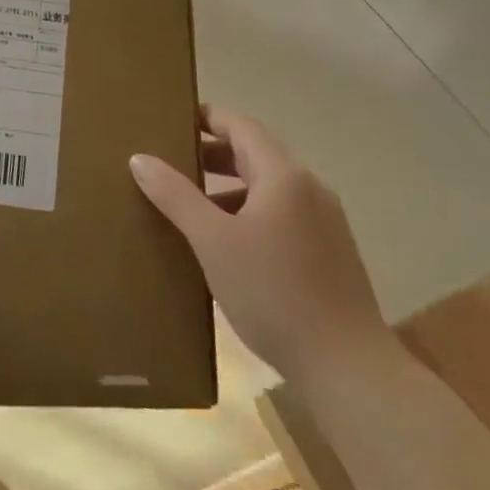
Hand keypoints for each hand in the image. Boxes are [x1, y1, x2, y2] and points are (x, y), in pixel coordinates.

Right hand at [131, 105, 392, 381]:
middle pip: (254, 154)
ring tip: (189, 207)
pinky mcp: (330, 254)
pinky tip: (226, 246)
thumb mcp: (212, 241)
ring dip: (228, 188)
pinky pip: (281, 215)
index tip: (171, 122)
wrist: (349, 370)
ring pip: (268, 188)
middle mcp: (309, 189)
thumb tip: (140, 158)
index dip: (206, 118)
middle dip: (211, 155)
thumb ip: (175, 196)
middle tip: (170, 164)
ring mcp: (325, 222)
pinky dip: (249, 214)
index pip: (240, 125)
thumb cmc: (274, 293)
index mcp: (284, 176)